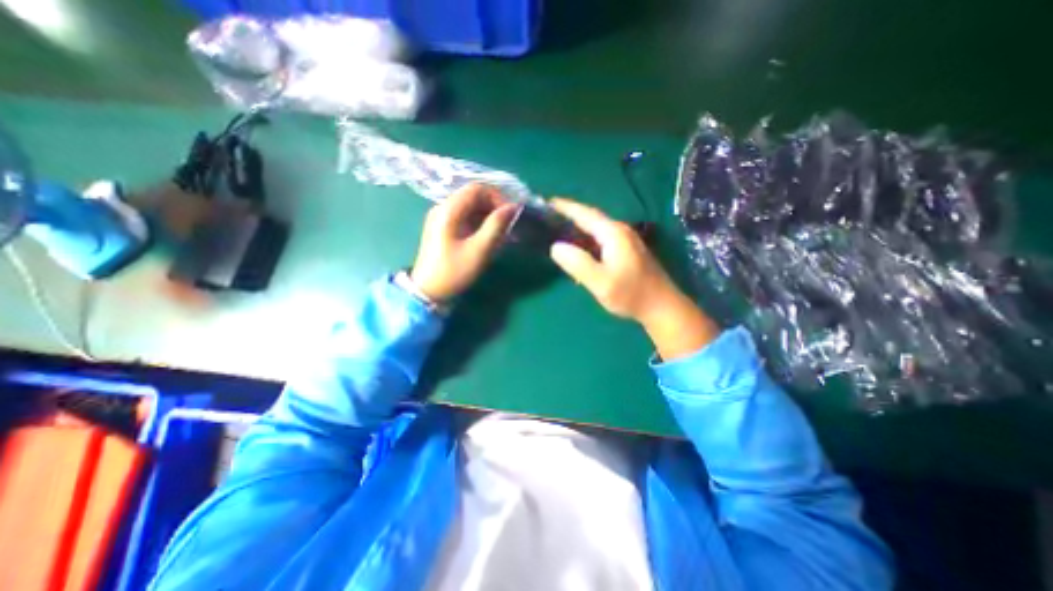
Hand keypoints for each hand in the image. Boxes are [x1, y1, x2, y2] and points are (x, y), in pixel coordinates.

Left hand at [406, 181, 515, 304]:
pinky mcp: (443, 228)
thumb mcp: (479, 250)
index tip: (510, 215)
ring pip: (470, 207)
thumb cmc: (454, 271)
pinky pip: (464, 217)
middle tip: (507, 225)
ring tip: (500, 233)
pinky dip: (479, 223)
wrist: (428, 291)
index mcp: (448, 210)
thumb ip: (496, 226)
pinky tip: (488, 237)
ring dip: (488, 216)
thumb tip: (513, 207)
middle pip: (473, 196)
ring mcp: (441, 218)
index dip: (497, 197)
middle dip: (494, 207)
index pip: (477, 189)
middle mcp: (442, 208)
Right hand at [548, 198, 720, 358]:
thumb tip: (555, 247)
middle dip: (570, 216)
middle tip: (548, 220)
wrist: (661, 306)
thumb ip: (577, 264)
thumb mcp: (600, 282)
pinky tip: (579, 251)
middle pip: (591, 219)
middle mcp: (620, 231)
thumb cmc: (630, 294)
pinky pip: (601, 240)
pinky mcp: (627, 251)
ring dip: (578, 229)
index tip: (547, 203)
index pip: (585, 214)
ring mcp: (626, 241)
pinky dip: (587, 241)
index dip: (566, 207)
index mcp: (613, 233)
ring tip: (558, 233)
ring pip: (596, 230)